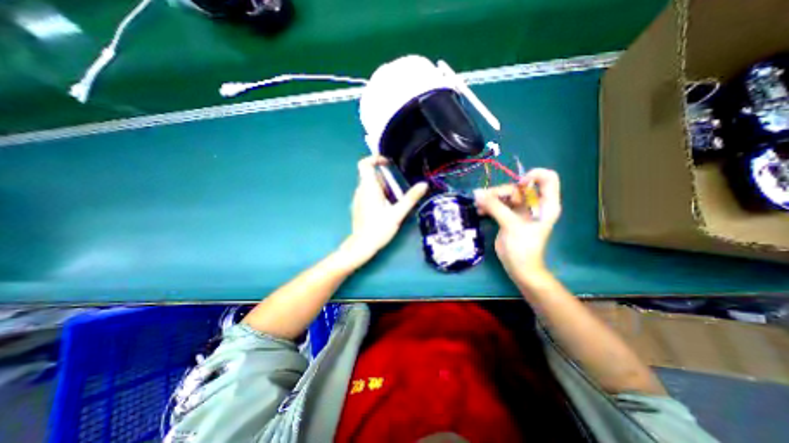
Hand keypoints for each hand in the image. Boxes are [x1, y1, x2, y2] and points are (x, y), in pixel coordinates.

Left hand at [337, 155, 427, 266]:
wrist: (362, 245)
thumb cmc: (379, 228)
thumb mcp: (398, 213)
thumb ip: (410, 198)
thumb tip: (424, 184)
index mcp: (369, 188)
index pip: (364, 164)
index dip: (374, 159)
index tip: (387, 163)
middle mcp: (360, 190)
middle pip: (370, 175)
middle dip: (384, 178)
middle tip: (396, 190)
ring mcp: (357, 199)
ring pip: (369, 185)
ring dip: (381, 188)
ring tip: (392, 202)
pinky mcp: (357, 206)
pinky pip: (366, 194)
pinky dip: (376, 195)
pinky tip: (384, 209)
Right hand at [475, 167, 559, 281]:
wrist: (519, 267)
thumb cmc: (523, 248)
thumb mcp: (511, 225)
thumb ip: (495, 207)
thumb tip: (477, 193)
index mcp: (546, 204)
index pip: (547, 178)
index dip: (533, 176)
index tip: (518, 185)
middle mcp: (534, 204)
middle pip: (517, 187)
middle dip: (499, 191)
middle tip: (483, 199)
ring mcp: (520, 210)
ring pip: (505, 195)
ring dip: (490, 198)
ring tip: (478, 206)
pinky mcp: (509, 216)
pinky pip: (498, 204)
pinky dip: (488, 206)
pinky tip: (480, 211)